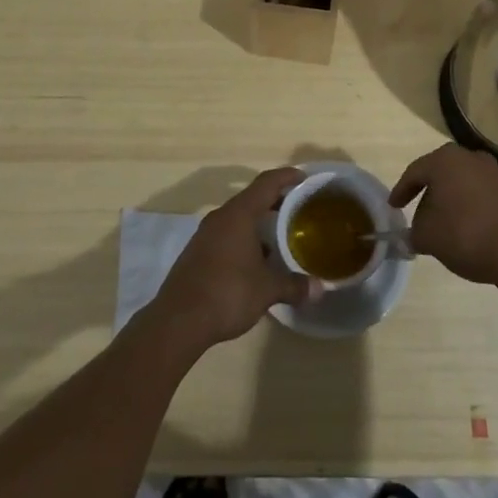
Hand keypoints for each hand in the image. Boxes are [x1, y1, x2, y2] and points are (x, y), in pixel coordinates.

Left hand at [149, 167, 320, 350]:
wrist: (178, 321)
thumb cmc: (227, 293)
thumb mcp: (267, 290)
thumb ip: (293, 285)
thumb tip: (319, 289)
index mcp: (239, 214)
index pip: (266, 183)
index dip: (286, 177)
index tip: (303, 178)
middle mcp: (221, 217)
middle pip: (252, 198)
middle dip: (275, 202)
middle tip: (298, 210)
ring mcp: (205, 234)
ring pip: (238, 218)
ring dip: (258, 223)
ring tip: (280, 237)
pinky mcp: (197, 252)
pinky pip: (226, 235)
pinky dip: (244, 239)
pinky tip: (256, 261)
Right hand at [390, 143, 497, 286]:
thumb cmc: (465, 235)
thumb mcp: (428, 237)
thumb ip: (412, 232)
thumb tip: (412, 234)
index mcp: (445, 160)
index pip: (415, 172)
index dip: (401, 191)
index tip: (393, 207)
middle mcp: (469, 157)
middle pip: (439, 175)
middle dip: (427, 195)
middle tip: (417, 215)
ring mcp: (493, 172)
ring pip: (461, 184)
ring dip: (449, 201)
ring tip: (442, 225)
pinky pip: (479, 194)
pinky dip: (468, 207)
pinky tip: (466, 227)